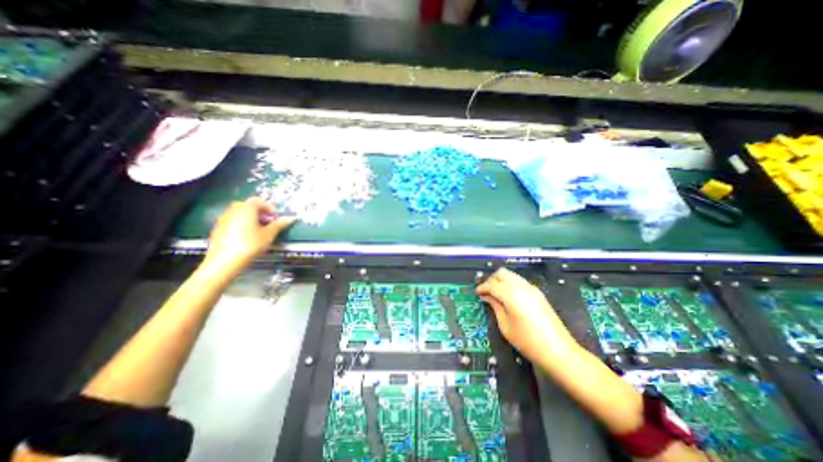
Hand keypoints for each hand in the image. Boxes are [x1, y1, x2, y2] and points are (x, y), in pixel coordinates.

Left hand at [203, 197, 297, 276]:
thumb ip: (279, 224)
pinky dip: (242, 224)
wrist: (224, 262)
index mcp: (246, 208)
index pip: (260, 201)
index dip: (271, 209)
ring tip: (260, 231)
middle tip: (270, 224)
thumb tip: (291, 218)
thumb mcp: (269, 235)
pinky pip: (233, 221)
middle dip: (261, 213)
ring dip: (252, 219)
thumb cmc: (250, 245)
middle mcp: (233, 209)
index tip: (277, 219)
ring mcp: (224, 218)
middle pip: (249, 206)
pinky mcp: (218, 228)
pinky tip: (247, 237)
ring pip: (241, 213)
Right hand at [476, 270, 577, 362]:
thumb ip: (495, 306)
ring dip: (501, 281)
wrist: (558, 351)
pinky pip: (519, 281)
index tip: (477, 293)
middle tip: (486, 292)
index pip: (491, 284)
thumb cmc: (527, 341)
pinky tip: (508, 297)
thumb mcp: (505, 325)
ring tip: (496, 294)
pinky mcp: (538, 293)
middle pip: (501, 273)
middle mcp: (521, 286)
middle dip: (491, 280)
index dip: (482, 288)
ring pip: (511, 275)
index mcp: (511, 294)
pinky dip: (510, 284)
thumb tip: (487, 296)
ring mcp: (531, 288)